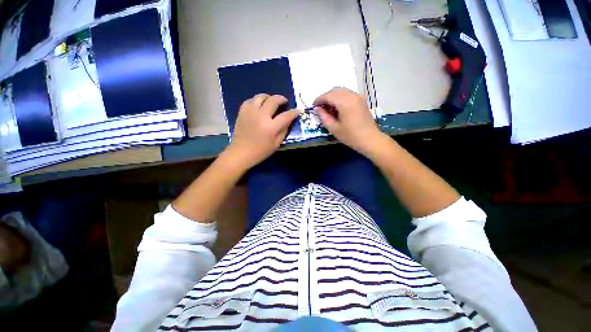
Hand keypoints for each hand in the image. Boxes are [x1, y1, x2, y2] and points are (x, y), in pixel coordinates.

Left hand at [226, 94, 298, 168]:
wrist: (241, 152)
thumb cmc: (260, 151)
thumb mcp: (276, 144)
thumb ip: (284, 131)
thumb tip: (288, 121)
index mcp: (271, 127)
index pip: (286, 116)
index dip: (294, 112)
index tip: (298, 110)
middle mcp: (261, 116)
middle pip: (273, 101)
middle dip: (281, 99)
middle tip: (284, 101)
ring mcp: (250, 112)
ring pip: (260, 96)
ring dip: (268, 97)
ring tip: (271, 101)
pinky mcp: (242, 112)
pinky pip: (250, 100)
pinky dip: (257, 101)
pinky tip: (259, 105)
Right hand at [314, 87, 383, 155]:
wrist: (370, 140)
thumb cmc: (350, 136)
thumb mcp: (334, 128)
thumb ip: (324, 117)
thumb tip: (317, 109)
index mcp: (344, 102)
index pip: (328, 95)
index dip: (319, 100)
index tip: (313, 106)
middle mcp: (352, 95)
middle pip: (335, 90)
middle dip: (326, 97)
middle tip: (321, 108)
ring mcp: (358, 97)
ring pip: (341, 91)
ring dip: (333, 97)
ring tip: (329, 109)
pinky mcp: (361, 100)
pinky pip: (348, 94)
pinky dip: (340, 98)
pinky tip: (338, 109)